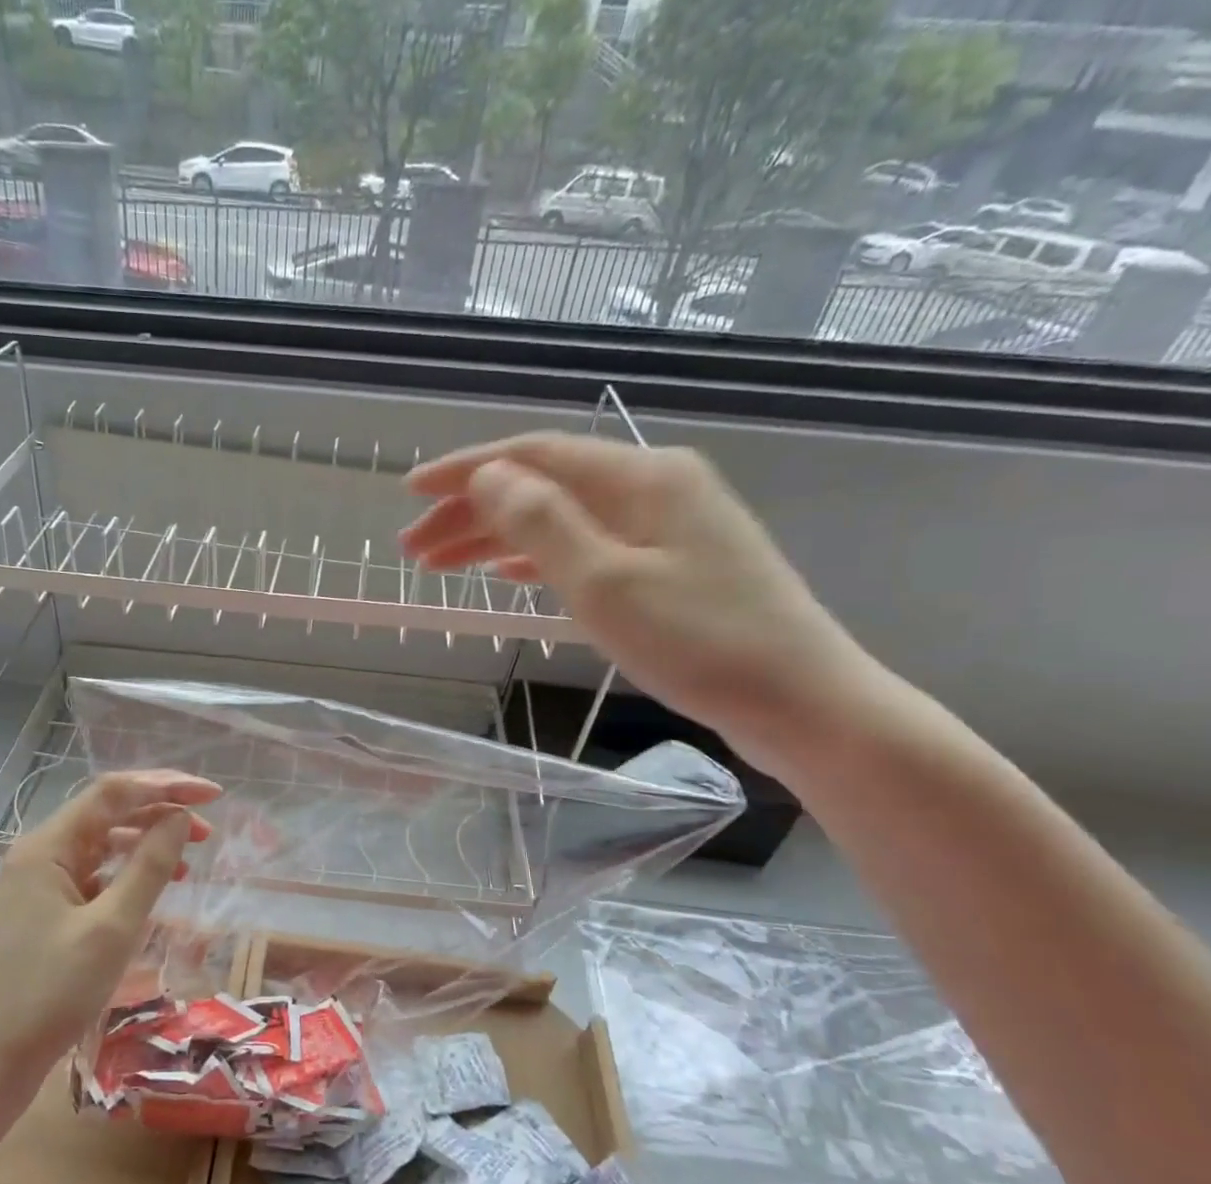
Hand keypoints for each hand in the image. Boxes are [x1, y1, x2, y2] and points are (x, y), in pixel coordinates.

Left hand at [0, 770, 222, 1094]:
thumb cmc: (52, 994)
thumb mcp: (112, 928)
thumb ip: (149, 866)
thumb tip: (180, 818)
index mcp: (47, 846)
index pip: (113, 793)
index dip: (166, 786)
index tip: (213, 795)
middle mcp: (39, 854)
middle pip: (106, 813)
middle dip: (159, 811)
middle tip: (208, 826)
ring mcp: (38, 883)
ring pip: (101, 844)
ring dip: (145, 842)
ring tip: (190, 855)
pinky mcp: (44, 911)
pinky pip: (92, 876)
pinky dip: (126, 874)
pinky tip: (154, 887)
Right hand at [400, 433, 882, 776]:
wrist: (801, 701)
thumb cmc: (701, 643)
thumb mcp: (606, 582)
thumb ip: (542, 523)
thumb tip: (488, 477)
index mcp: (641, 477)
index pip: (534, 456)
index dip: (466, 471)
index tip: (410, 491)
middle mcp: (654, 488)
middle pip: (543, 486)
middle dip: (472, 513)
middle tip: (414, 549)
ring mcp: (666, 528)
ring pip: (561, 519)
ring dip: (497, 538)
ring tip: (442, 565)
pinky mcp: (671, 566)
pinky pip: (586, 547)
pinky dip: (538, 558)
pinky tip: (508, 574)